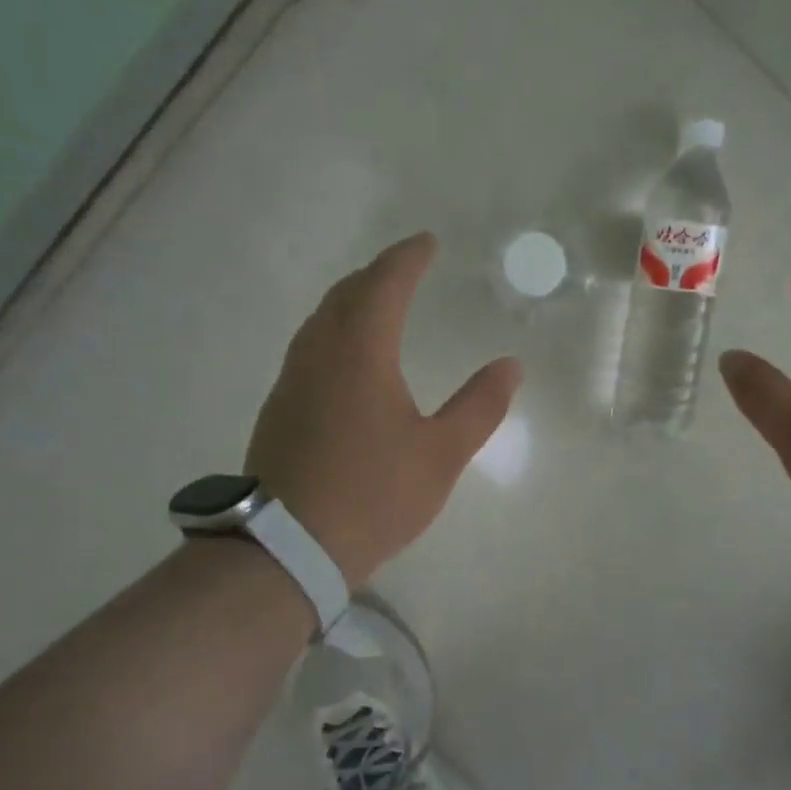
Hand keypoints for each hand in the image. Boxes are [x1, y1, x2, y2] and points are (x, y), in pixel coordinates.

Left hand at [245, 233, 521, 588]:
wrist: (288, 547)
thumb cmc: (374, 494)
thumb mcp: (441, 453)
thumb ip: (479, 405)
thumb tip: (511, 365)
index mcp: (360, 352)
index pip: (384, 284)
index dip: (408, 258)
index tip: (428, 242)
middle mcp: (319, 353)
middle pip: (346, 294)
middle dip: (378, 274)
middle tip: (406, 267)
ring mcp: (292, 380)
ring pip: (322, 320)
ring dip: (352, 300)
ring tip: (378, 302)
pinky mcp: (279, 408)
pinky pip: (310, 347)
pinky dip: (335, 331)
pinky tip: (347, 356)